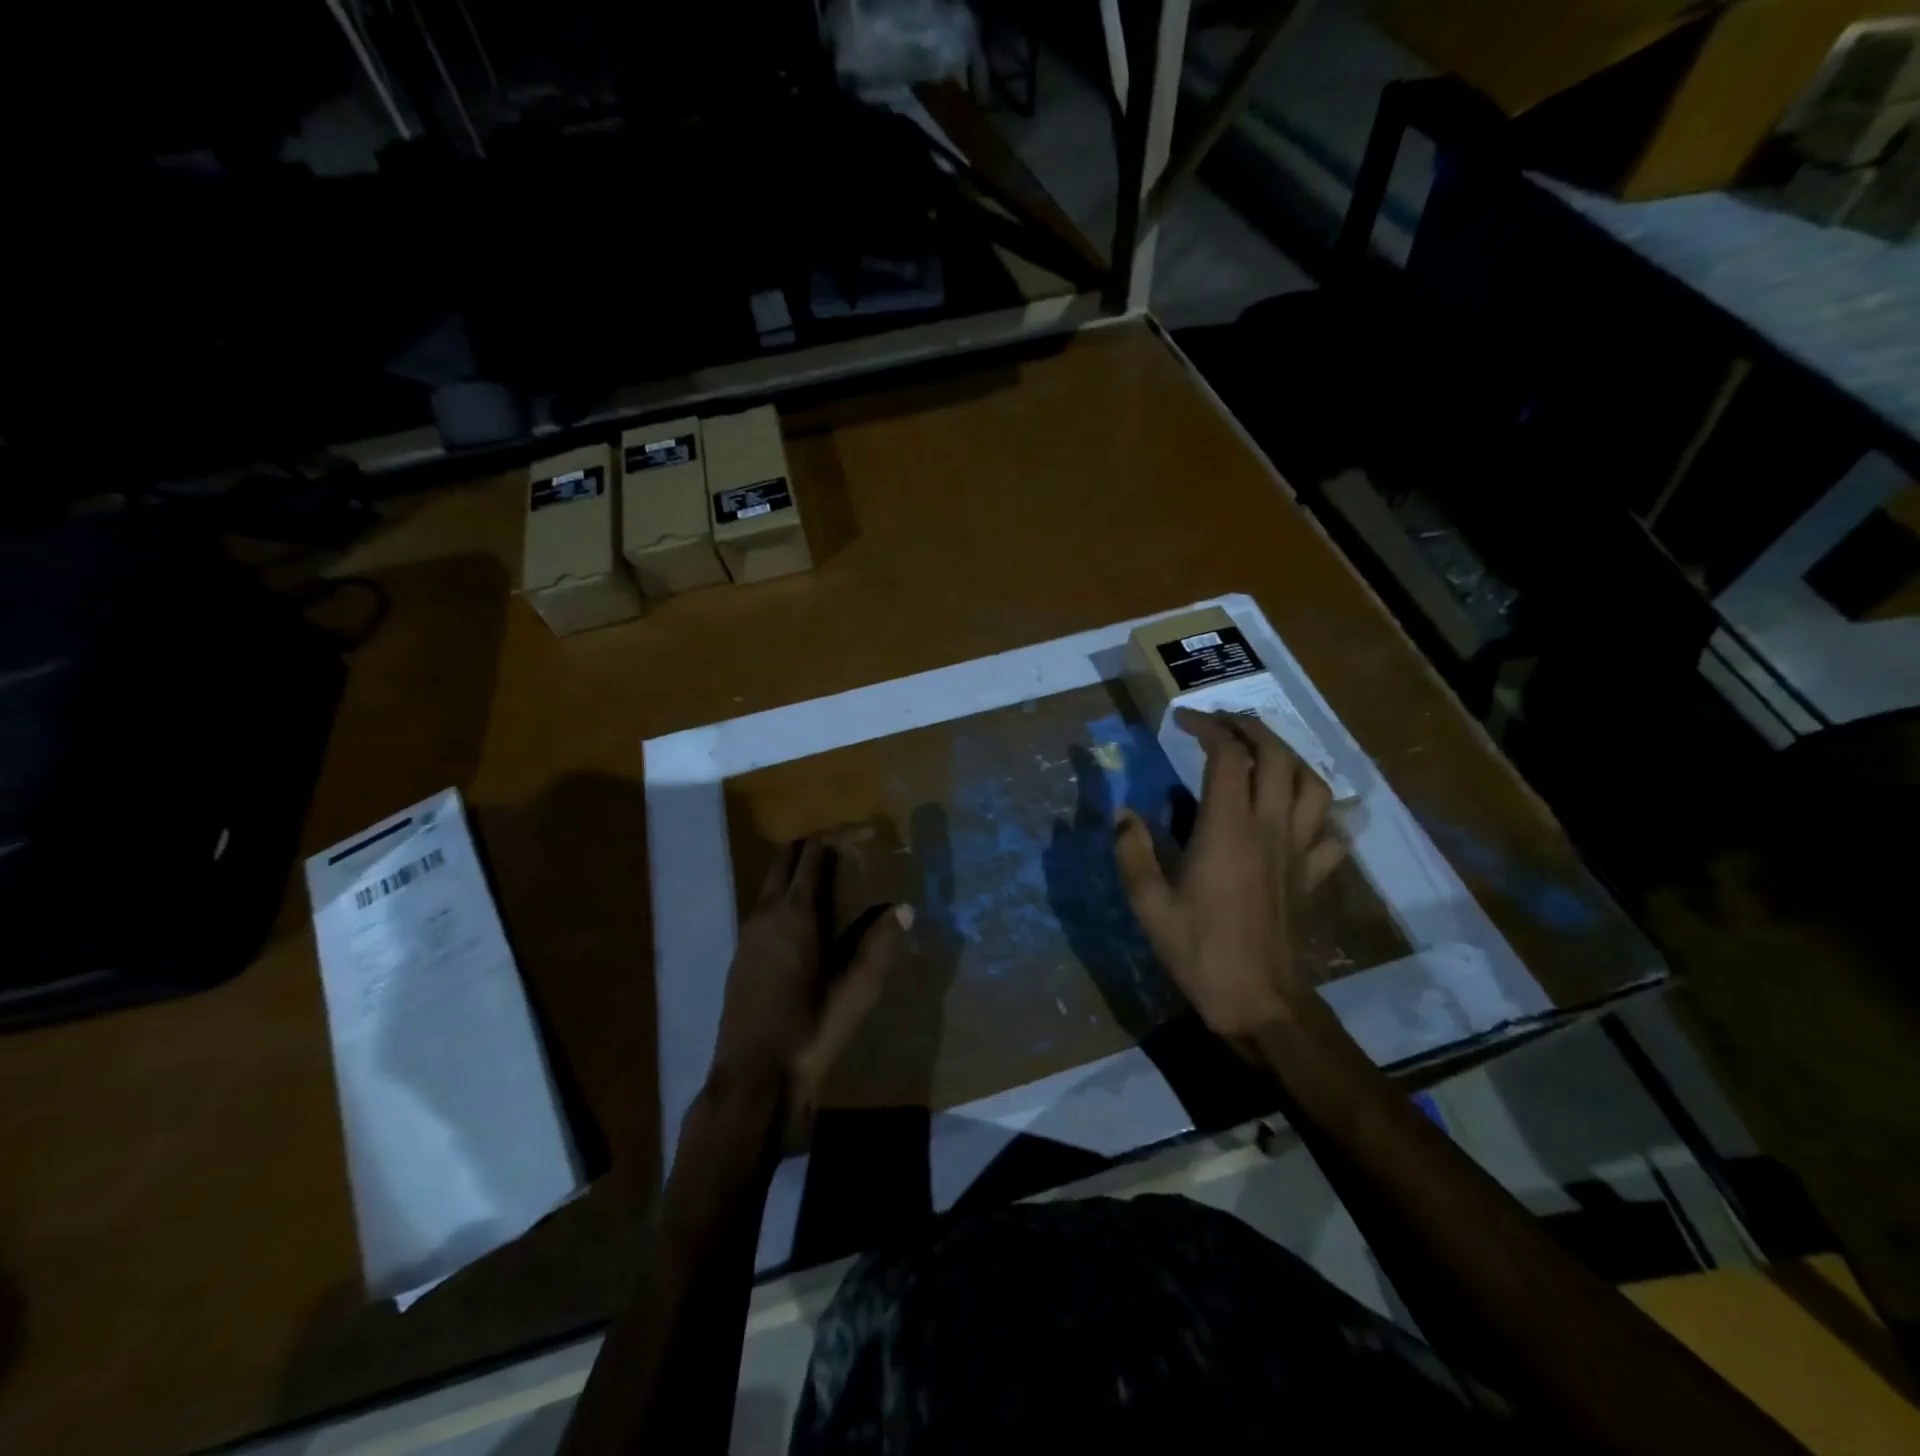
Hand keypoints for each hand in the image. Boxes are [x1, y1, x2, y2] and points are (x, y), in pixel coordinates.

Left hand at [710, 837, 912, 1138]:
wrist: (751, 1078)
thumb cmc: (809, 1031)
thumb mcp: (856, 991)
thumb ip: (880, 945)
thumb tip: (903, 908)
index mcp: (794, 913)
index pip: (814, 853)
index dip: (841, 837)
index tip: (869, 835)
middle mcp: (765, 912)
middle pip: (787, 857)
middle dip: (819, 845)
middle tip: (854, 851)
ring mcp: (748, 932)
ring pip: (773, 881)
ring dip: (802, 870)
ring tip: (839, 882)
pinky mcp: (742, 953)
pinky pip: (766, 905)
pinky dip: (789, 895)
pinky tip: (813, 923)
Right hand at [1113, 709, 1345, 1047]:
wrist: (1261, 1002)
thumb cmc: (1201, 952)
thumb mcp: (1149, 905)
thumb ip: (1132, 853)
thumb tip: (1123, 815)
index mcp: (1228, 829)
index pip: (1228, 756)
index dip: (1207, 727)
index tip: (1181, 721)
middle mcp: (1270, 828)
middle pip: (1278, 755)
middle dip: (1250, 728)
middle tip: (1222, 725)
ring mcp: (1298, 850)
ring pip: (1312, 783)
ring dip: (1290, 757)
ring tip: (1263, 754)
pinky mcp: (1313, 874)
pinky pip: (1328, 829)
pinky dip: (1316, 809)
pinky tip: (1297, 811)